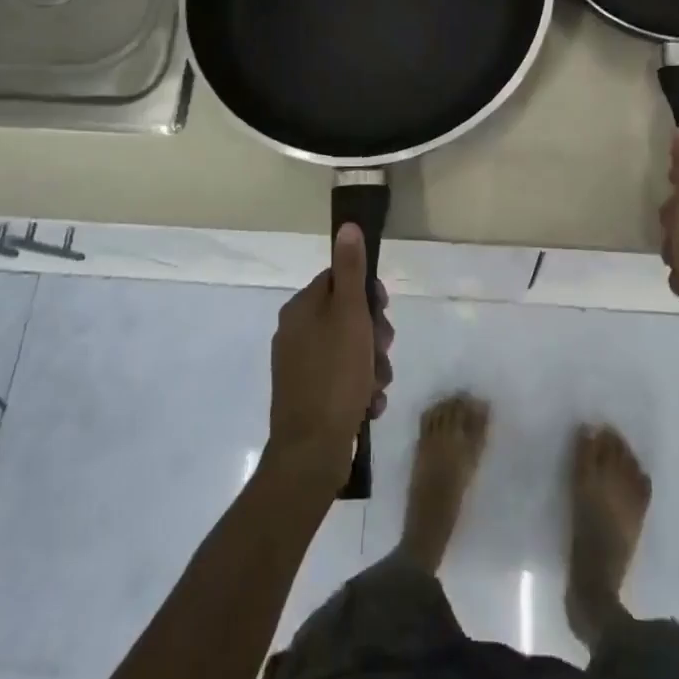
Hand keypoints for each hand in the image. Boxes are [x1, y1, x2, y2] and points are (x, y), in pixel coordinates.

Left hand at [267, 223, 394, 491]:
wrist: (311, 453)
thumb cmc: (335, 375)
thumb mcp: (350, 316)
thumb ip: (351, 270)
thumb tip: (347, 226)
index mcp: (301, 308)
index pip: (340, 280)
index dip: (367, 295)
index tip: (383, 313)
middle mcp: (296, 332)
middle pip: (348, 316)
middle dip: (374, 336)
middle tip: (383, 353)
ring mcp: (300, 367)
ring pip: (350, 350)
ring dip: (372, 366)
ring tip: (376, 388)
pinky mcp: (307, 396)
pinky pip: (342, 380)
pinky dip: (359, 389)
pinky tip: (368, 405)